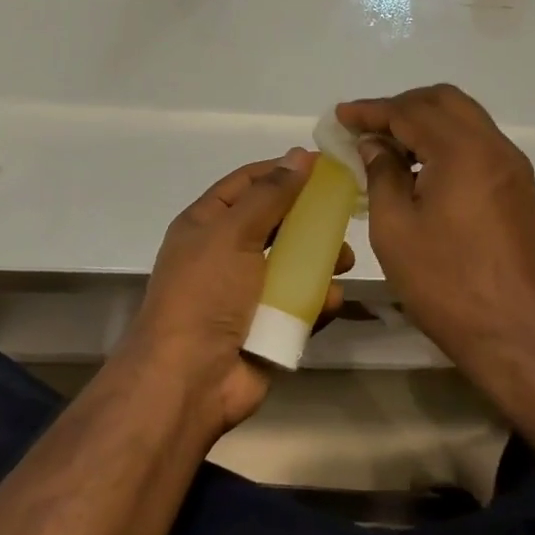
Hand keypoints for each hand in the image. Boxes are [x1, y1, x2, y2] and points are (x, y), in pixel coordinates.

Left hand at [122, 149, 350, 434]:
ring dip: (321, 258)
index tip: (324, 165)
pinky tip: (331, 298)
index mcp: (207, 224)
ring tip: (345, 260)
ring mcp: (247, 291)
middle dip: (309, 217)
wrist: (189, 381)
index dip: (282, 170)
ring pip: (293, 262)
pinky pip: (299, 302)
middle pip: (276, 222)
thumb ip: (270, 194)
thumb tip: (300, 154)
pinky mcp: (268, 325)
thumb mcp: (234, 232)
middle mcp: (226, 252)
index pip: (248, 183)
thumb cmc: (206, 294)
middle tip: (344, 212)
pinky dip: (317, 298)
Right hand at [337, 86, 534, 386]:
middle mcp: (494, 147)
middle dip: (402, 106)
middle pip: (444, 101)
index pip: (410, 111)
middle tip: (367, 128)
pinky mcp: (520, 190)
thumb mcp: (396, 229)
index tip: (342, 116)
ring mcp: (513, 168)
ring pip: (466, 120)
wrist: (521, 336)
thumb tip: (375, 145)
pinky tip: (424, 171)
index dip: (372, 111)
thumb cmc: (448, 284)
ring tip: (391, 149)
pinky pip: (480, 146)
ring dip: (427, 123)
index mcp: (463, 150)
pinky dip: (448, 143)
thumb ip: (382, 175)